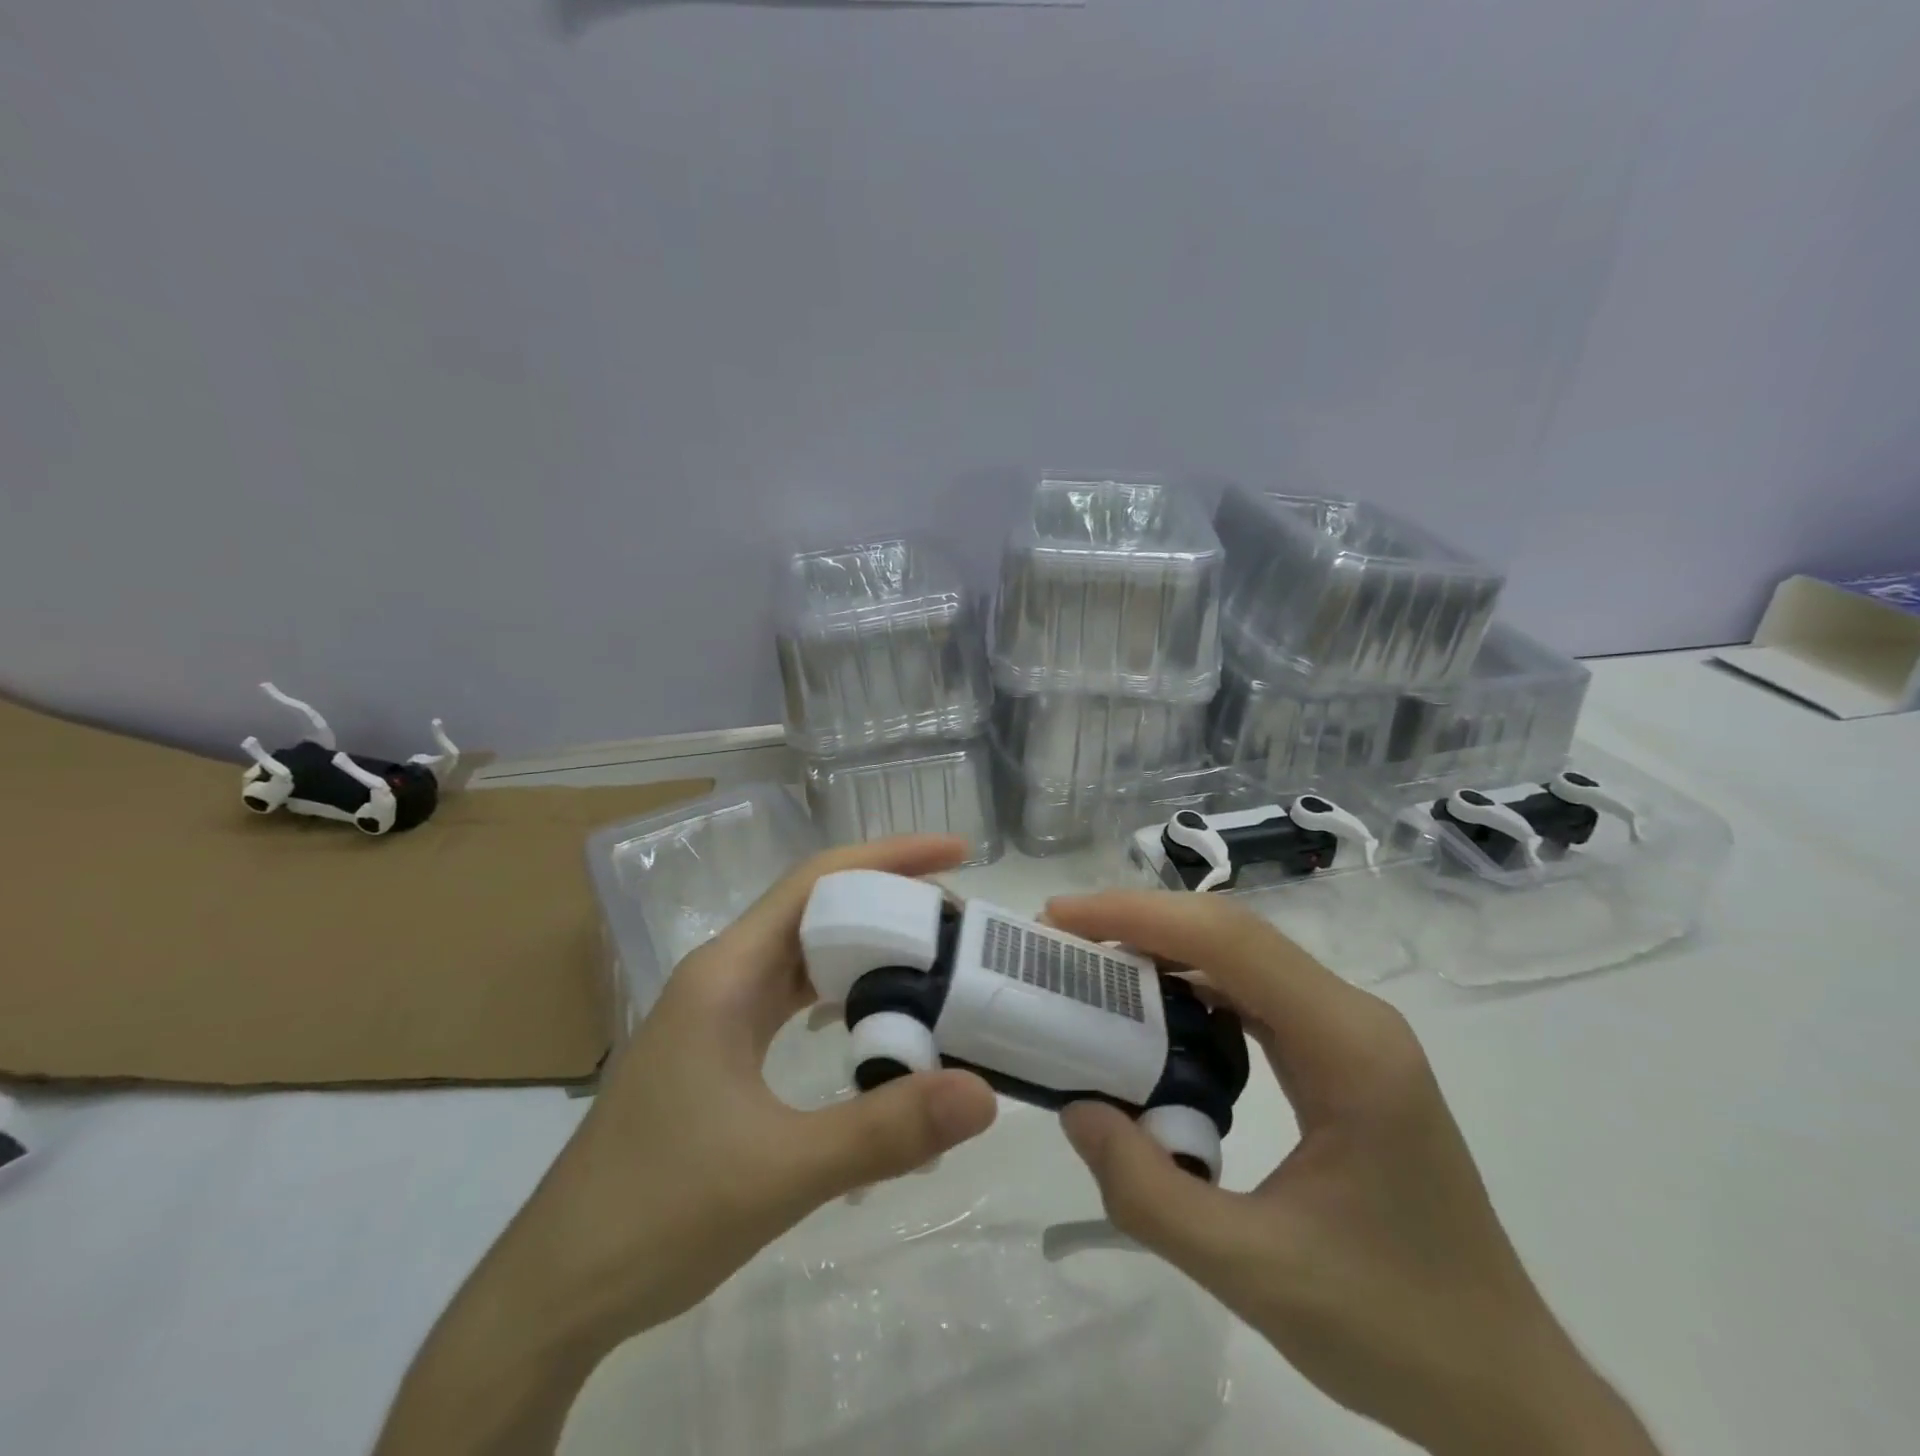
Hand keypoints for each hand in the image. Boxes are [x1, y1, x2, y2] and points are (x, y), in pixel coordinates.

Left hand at [511, 836, 999, 1344]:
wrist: (555, 1291)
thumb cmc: (655, 1214)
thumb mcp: (780, 1173)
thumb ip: (884, 1131)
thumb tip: (984, 1092)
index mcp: (727, 973)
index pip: (817, 881)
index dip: (889, 856)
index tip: (956, 855)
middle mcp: (722, 977)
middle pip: (817, 909)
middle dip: (890, 905)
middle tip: (962, 928)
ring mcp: (718, 1014)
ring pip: (806, 955)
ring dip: (868, 951)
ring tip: (935, 965)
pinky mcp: (720, 1051)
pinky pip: (793, 999)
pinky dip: (843, 996)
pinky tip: (876, 1023)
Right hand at [1046, 891, 1657, 1455]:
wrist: (1505, 1387)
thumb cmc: (1392, 1330)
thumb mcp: (1252, 1272)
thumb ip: (1148, 1193)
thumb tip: (1076, 1105)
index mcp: (1348, 1048)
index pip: (1229, 943)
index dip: (1139, 916)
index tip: (1062, 919)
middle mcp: (1354, 1018)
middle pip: (1234, 933)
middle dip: (1141, 921)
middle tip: (1062, 936)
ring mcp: (1353, 1033)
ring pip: (1243, 956)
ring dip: (1164, 948)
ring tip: (1090, 963)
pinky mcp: (1342, 1055)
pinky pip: (1255, 993)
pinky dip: (1192, 986)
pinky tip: (1150, 1011)